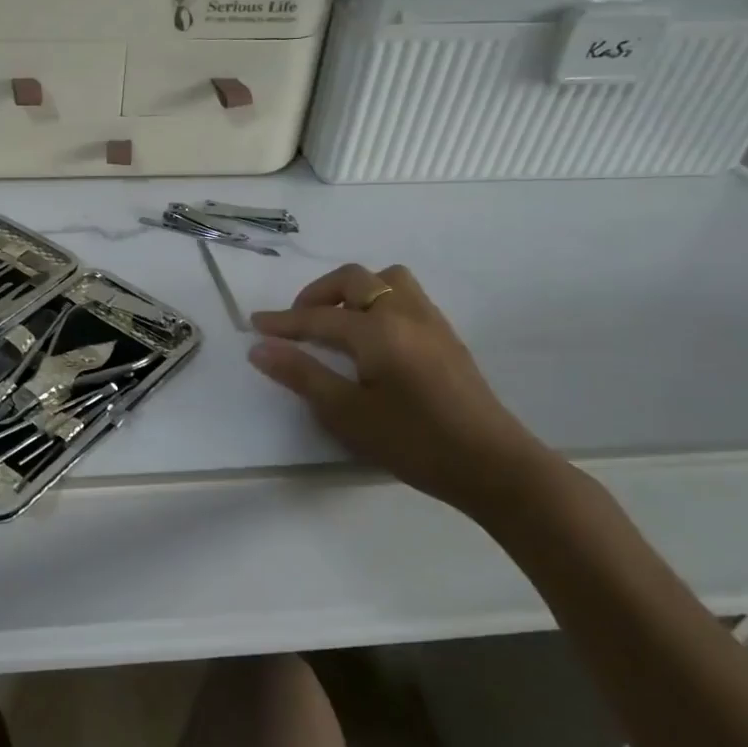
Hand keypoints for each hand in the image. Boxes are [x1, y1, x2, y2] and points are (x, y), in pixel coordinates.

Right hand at [248, 263, 566, 521]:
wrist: (493, 466)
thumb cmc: (414, 442)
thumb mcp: (347, 414)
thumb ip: (301, 375)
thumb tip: (260, 348)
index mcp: (377, 330)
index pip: (317, 318)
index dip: (282, 322)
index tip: (254, 324)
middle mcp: (404, 313)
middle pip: (353, 280)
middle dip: (317, 294)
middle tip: (298, 323)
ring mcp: (431, 322)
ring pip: (387, 280)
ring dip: (354, 291)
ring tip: (338, 323)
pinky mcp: (447, 337)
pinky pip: (406, 297)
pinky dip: (379, 302)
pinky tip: (373, 339)